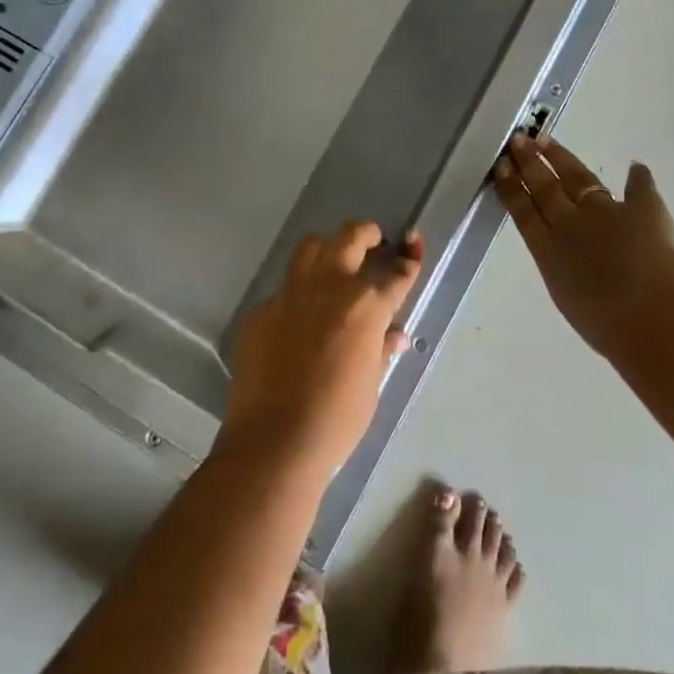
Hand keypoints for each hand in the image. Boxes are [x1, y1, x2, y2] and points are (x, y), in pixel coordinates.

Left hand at [220, 221, 423, 477]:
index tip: (411, 252)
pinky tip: (299, 320)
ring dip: (328, 248)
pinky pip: (284, 290)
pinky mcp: (262, 311)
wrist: (275, 440)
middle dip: (367, 233)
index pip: (396, 273)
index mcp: (366, 305)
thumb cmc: (338, 419)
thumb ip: (381, 350)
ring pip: (311, 247)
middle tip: (374, 240)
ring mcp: (291, 294)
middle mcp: (330, 287)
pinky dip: (298, 295)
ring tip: (335, 263)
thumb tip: (394, 336)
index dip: (408, 261)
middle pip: (350, 237)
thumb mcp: (371, 384)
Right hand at [493, 133, 673, 356]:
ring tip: (545, 140)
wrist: (652, 315)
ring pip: (576, 178)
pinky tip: (635, 165)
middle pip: (544, 188)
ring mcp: (604, 213)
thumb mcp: (572, 300)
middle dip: (529, 164)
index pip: (524, 213)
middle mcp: (570, 225)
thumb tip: (567, 264)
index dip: (512, 188)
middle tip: (517, 141)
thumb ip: (566, 275)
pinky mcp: (641, 210)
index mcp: (548, 252)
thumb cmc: (607, 326)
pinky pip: (638, 189)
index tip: (501, 167)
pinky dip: (637, 178)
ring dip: (560, 158)